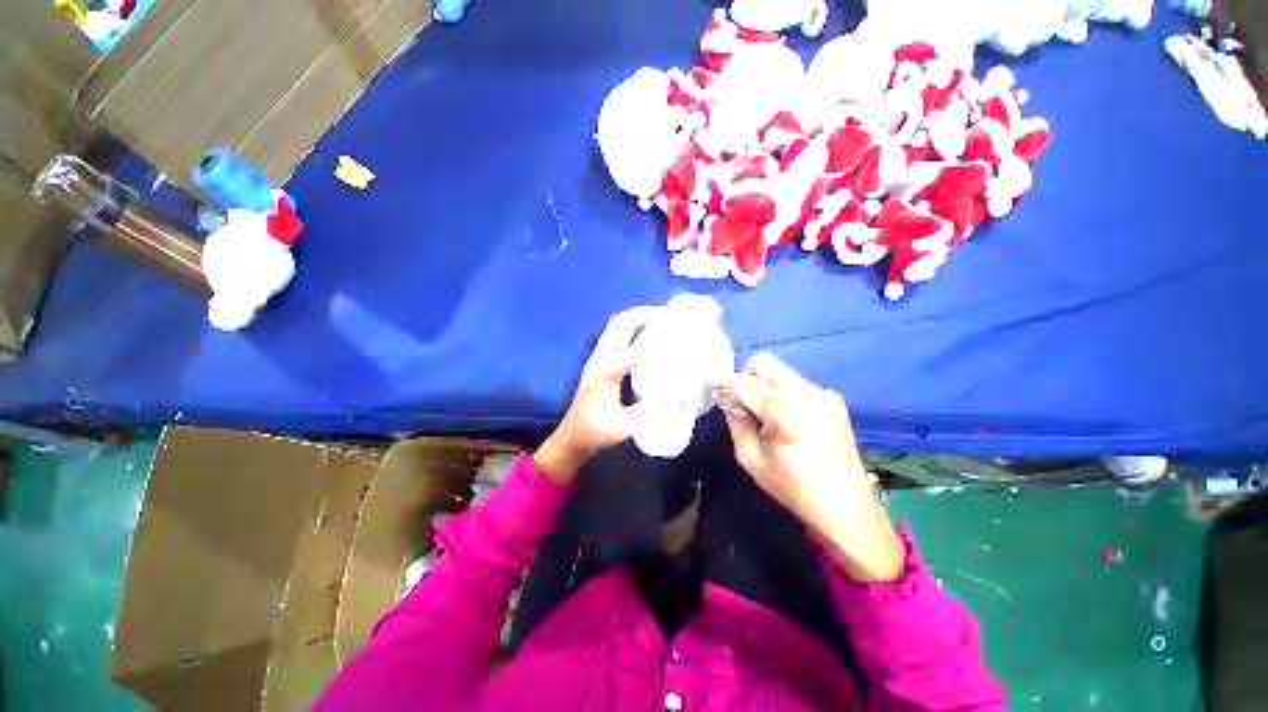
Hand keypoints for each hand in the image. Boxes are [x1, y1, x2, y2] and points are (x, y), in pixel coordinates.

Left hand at [534, 306, 664, 482]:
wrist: (572, 437)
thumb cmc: (596, 433)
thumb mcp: (625, 426)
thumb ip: (651, 410)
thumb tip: (678, 396)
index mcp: (602, 375)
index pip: (627, 355)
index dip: (651, 353)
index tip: (674, 354)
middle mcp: (598, 360)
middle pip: (616, 326)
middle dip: (640, 316)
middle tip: (665, 314)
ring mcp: (597, 359)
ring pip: (614, 328)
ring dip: (635, 319)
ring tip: (659, 317)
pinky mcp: (600, 363)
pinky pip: (615, 337)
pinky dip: (631, 329)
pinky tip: (647, 333)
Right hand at [715, 352, 904, 581]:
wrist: (846, 507)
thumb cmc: (793, 487)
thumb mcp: (752, 458)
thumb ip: (735, 420)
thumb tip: (723, 395)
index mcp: (786, 409)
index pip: (745, 381)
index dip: (724, 381)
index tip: (710, 384)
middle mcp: (807, 392)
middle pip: (764, 363)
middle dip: (745, 376)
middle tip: (738, 400)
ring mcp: (823, 393)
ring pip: (780, 372)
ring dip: (763, 385)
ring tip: (761, 413)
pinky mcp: (833, 399)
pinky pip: (795, 384)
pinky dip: (780, 393)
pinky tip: (782, 418)